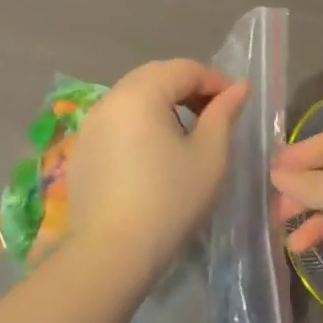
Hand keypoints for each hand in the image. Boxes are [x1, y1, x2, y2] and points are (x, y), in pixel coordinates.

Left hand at [68, 60, 248, 277]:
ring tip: (186, 133)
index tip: (235, 104)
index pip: (185, 69)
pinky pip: (118, 119)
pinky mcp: (83, 149)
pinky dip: (141, 121)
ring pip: (135, 95)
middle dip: (189, 87)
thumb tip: (239, 87)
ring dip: (165, 103)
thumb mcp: (210, 154)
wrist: (112, 254)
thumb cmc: (170, 199)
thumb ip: (224, 113)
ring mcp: (91, 123)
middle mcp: (111, 98)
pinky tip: (155, 153)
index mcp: (142, 93)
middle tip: (213, 114)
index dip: (215, 81)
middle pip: (157, 75)